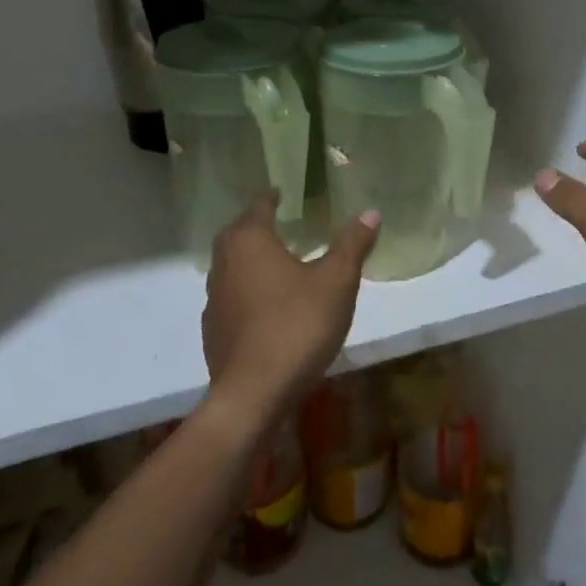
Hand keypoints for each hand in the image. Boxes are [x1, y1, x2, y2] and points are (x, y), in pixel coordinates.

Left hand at [201, 191, 379, 429]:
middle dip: (254, 226)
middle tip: (278, 223)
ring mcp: (215, 300)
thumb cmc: (297, 325)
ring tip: (275, 262)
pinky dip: (246, 292)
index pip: (258, 207)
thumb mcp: (337, 281)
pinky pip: (231, 298)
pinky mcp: (215, 332)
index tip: (280, 192)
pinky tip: (266, 306)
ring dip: (249, 260)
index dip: (270, 198)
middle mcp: (224, 264)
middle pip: (236, 235)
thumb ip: (352, 245)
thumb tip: (370, 212)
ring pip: (230, 267)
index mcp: (249, 242)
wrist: (254, 394)